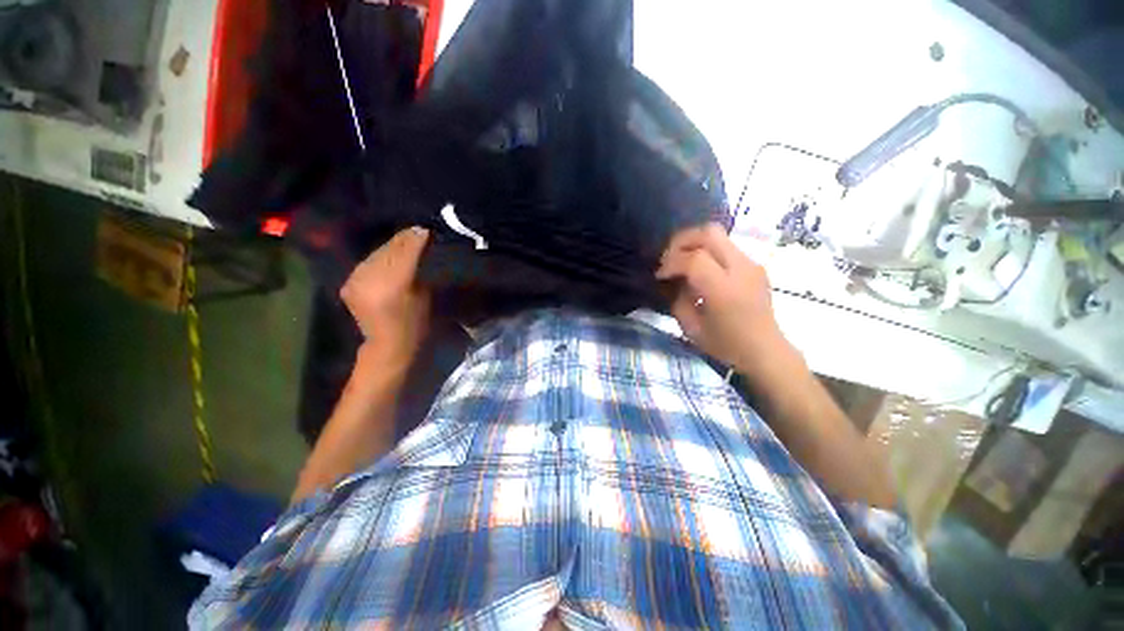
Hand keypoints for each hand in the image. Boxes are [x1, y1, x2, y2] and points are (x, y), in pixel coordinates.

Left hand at [340, 226, 431, 370]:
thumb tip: (420, 246)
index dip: (416, 238)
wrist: (387, 344)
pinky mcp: (349, 282)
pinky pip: (367, 262)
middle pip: (389, 249)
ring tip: (405, 240)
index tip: (427, 229)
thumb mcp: (424, 295)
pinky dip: (379, 257)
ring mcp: (356, 279)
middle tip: (418, 231)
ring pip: (377, 253)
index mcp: (394, 283)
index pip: (406, 251)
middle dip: (405, 239)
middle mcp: (370, 277)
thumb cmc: (415, 323)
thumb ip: (419, 268)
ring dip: (392, 246)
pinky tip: (388, 256)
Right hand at [656, 224, 795, 376]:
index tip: (660, 276)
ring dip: (694, 243)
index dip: (671, 262)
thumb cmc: (726, 345)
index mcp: (724, 290)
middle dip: (681, 241)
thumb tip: (674, 281)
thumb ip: (678, 299)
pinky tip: (701, 270)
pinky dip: (707, 251)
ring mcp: (751, 264)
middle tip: (669, 258)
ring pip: (718, 234)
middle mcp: (741, 269)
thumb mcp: (691, 328)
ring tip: (682, 262)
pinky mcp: (755, 265)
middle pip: (708, 233)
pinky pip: (725, 246)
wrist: (765, 351)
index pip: (693, 259)